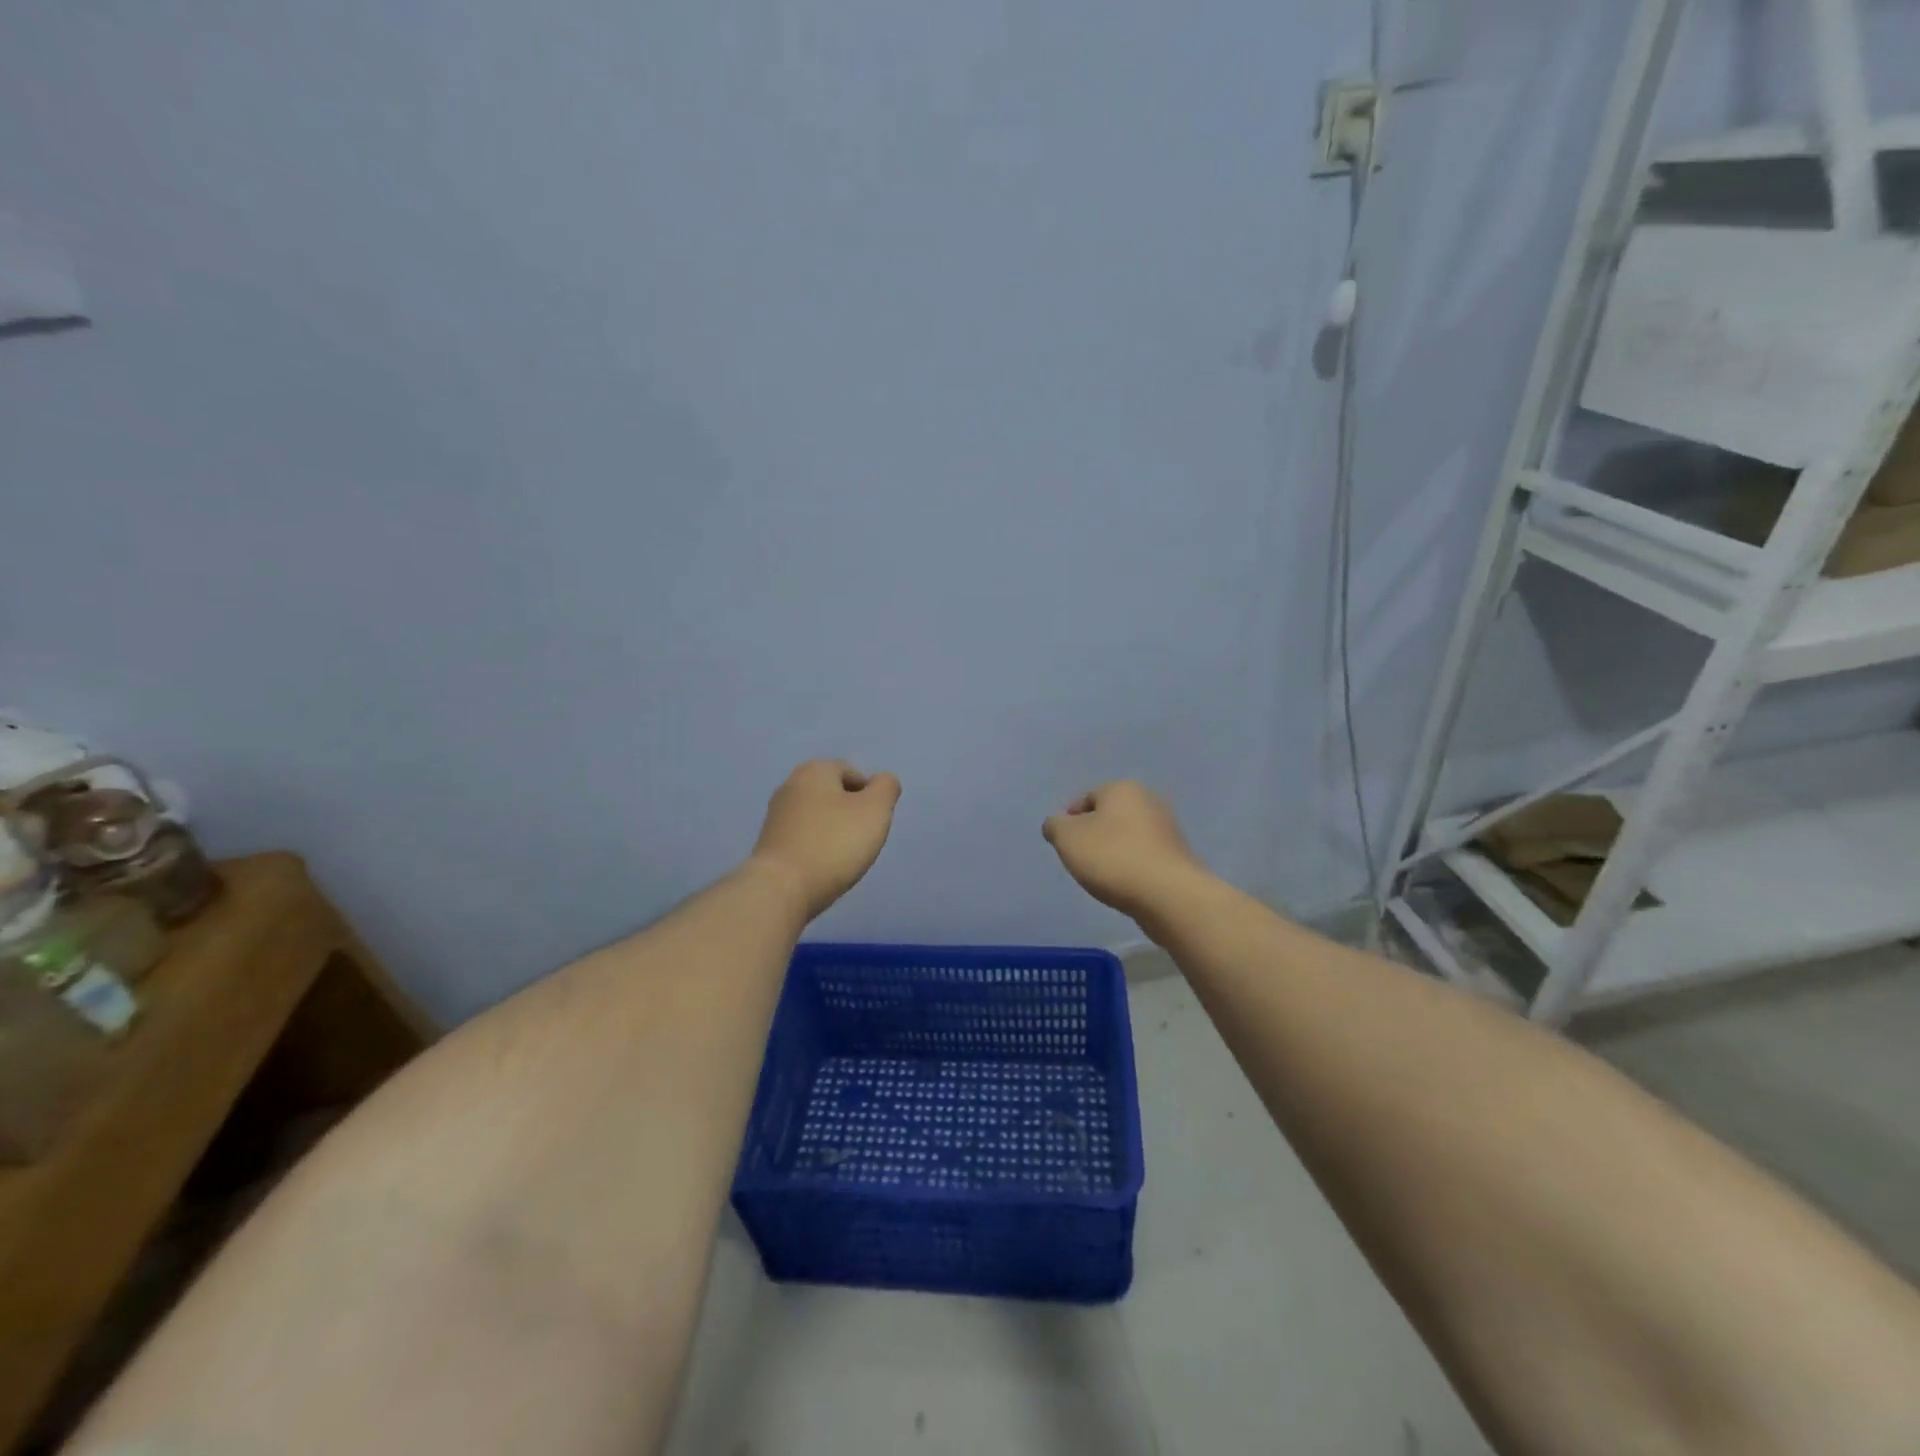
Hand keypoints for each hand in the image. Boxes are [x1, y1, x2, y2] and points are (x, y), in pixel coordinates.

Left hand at [750, 760, 901, 920]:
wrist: (781, 889)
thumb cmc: (834, 844)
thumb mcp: (875, 810)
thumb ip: (886, 787)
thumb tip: (882, 782)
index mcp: (814, 770)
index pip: (853, 773)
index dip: (870, 797)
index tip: (873, 824)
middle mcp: (790, 785)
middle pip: (834, 795)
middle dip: (851, 815)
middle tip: (862, 841)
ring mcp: (775, 816)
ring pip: (818, 818)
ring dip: (833, 833)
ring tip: (843, 859)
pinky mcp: (768, 844)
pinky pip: (803, 839)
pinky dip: (816, 849)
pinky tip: (822, 868)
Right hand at [1042, 781, 1209, 921]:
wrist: (1167, 894)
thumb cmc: (1112, 857)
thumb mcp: (1067, 838)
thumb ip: (1054, 826)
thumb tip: (1056, 824)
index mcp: (1122, 788)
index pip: (1086, 798)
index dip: (1070, 821)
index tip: (1064, 845)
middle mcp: (1149, 800)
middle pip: (1109, 816)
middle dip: (1093, 836)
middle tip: (1081, 860)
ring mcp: (1168, 829)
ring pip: (1127, 837)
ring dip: (1113, 852)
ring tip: (1103, 877)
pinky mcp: (1177, 856)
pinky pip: (1144, 856)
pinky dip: (1132, 866)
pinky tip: (1125, 884)